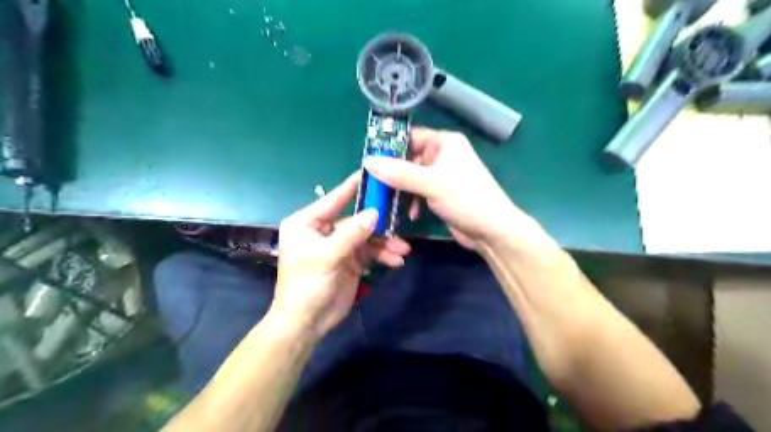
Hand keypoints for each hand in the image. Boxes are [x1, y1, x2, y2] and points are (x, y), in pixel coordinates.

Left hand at [273, 171, 412, 337]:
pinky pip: (370, 252)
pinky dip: (383, 255)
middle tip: (400, 222)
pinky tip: (396, 261)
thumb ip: (351, 234)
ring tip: (403, 251)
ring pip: (367, 237)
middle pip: (356, 220)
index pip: (334, 199)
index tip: (373, 172)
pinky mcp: (350, 260)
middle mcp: (324, 230)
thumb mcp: (327, 256)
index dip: (354, 187)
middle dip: (379, 226)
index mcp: (308, 222)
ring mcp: (339, 245)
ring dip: (385, 243)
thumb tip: (375, 213)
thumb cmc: (306, 285)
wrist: (307, 322)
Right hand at [365, 128, 526, 250]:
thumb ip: (400, 173)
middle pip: (408, 158)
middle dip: (392, 173)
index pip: (410, 137)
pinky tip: (410, 214)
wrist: (492, 231)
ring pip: (411, 177)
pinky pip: (418, 191)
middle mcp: (442, 155)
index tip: (369, 160)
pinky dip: (412, 201)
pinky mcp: (440, 193)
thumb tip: (368, 162)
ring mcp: (441, 175)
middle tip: (373, 185)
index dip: (390, 147)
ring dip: (401, 190)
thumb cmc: (467, 199)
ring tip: (387, 201)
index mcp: (445, 143)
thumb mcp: (432, 183)